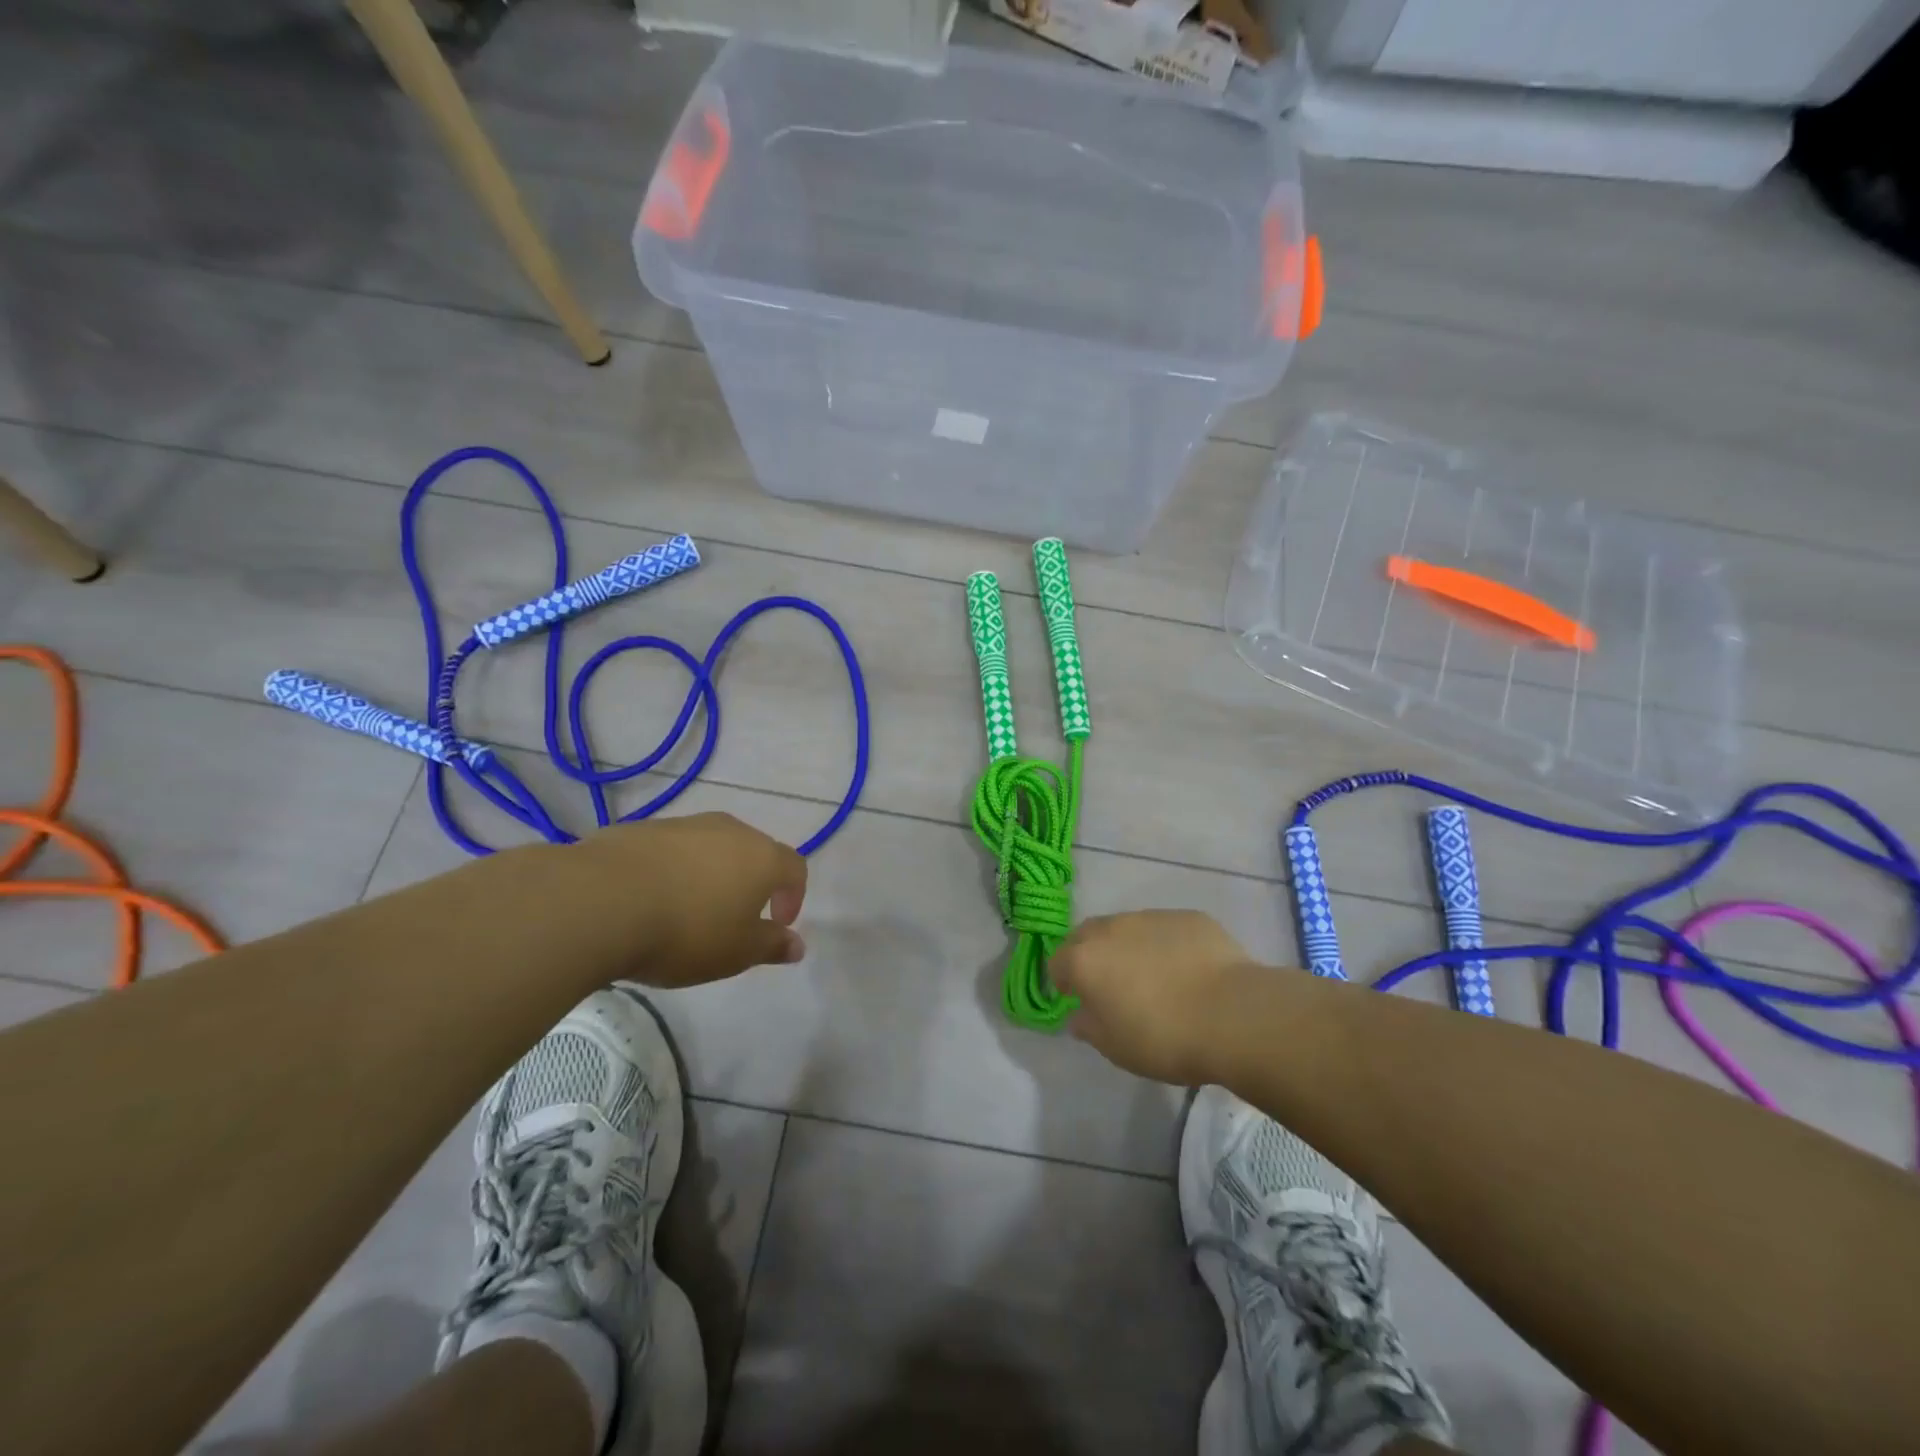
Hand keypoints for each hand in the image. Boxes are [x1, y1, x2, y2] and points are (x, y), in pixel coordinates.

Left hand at [592, 813, 807, 987]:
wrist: (600, 900)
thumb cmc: (686, 931)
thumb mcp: (736, 952)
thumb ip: (771, 946)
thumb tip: (798, 945)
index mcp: (762, 857)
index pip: (795, 868)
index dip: (793, 896)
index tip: (777, 923)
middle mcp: (730, 830)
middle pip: (753, 851)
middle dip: (751, 882)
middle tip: (734, 918)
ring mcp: (684, 824)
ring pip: (710, 847)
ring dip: (709, 874)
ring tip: (687, 911)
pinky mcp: (642, 828)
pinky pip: (670, 850)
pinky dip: (671, 870)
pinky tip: (649, 900)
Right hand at [1050, 910, 1261, 1084]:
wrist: (1233, 1015)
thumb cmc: (1164, 1038)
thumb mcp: (1115, 1048)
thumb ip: (1089, 1027)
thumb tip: (1080, 1015)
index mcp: (1085, 960)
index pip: (1057, 962)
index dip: (1063, 982)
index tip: (1078, 1001)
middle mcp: (1112, 928)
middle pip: (1087, 935)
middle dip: (1091, 955)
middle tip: (1110, 985)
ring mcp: (1152, 917)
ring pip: (1128, 928)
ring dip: (1129, 947)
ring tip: (1153, 978)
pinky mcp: (1189, 917)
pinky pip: (1166, 929)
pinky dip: (1166, 945)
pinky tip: (1188, 971)